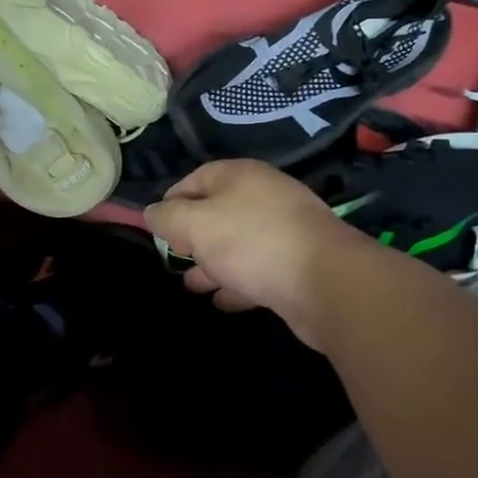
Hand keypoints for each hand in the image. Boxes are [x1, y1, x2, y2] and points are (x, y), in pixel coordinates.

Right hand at [144, 159, 355, 346]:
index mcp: (239, 175)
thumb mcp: (195, 225)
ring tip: (193, 286)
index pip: (195, 179)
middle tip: (176, 259)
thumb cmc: (251, 242)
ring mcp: (285, 229)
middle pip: (218, 211)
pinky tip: (224, 301)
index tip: (157, 228)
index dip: (172, 201)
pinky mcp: (299, 263)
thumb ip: (168, 217)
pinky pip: (259, 269)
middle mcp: (263, 195)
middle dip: (193, 237)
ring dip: (213, 264)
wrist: (326, 281)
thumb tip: (152, 213)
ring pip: (238, 243)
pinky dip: (239, 282)